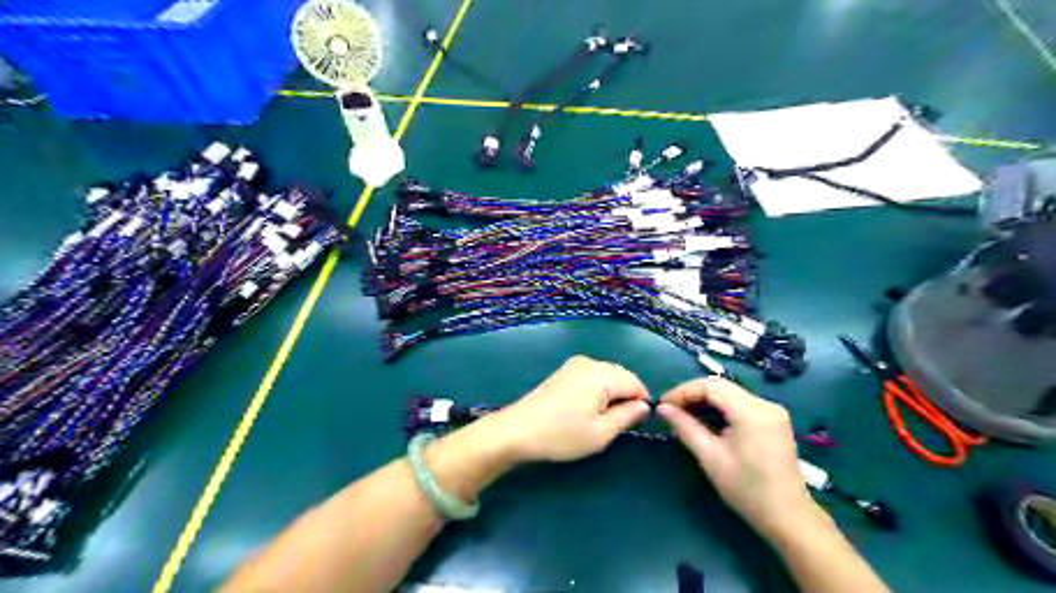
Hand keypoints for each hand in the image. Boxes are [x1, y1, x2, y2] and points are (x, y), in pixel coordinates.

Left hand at [489, 356, 653, 462]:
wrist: (517, 430)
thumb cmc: (562, 435)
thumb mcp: (601, 433)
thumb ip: (627, 416)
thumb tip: (644, 406)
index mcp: (602, 374)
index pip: (636, 383)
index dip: (640, 404)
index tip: (632, 425)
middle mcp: (590, 362)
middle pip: (622, 376)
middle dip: (625, 398)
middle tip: (613, 425)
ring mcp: (574, 364)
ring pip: (607, 376)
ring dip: (610, 395)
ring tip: (597, 420)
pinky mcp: (564, 371)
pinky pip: (592, 377)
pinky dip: (596, 391)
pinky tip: (584, 410)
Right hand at [658, 378, 819, 538]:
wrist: (788, 517)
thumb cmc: (746, 489)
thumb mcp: (710, 457)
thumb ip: (685, 427)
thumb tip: (662, 408)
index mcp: (751, 412)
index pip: (710, 386)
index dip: (683, 391)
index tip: (663, 405)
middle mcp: (764, 403)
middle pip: (720, 386)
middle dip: (692, 393)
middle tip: (670, 408)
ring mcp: (772, 410)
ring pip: (729, 392)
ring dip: (705, 399)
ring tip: (683, 413)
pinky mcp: (773, 419)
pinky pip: (740, 402)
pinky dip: (719, 406)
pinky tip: (705, 418)